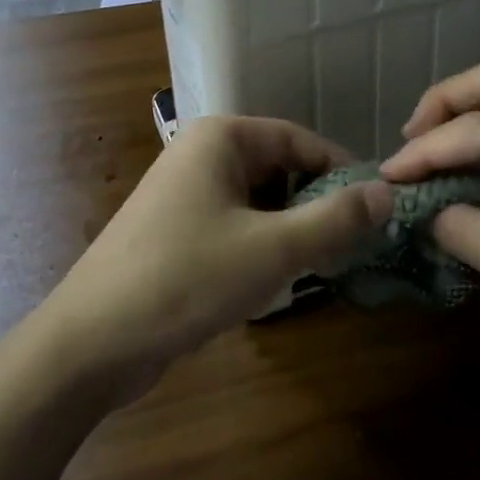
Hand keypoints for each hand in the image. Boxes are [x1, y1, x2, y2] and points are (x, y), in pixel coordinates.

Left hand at [38, 116, 391, 399]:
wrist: (91, 342)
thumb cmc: (186, 279)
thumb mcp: (273, 248)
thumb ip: (336, 219)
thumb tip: (389, 192)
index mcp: (221, 138)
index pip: (301, 140)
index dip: (342, 172)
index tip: (377, 210)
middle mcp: (200, 153)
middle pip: (280, 169)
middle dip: (315, 205)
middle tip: (349, 247)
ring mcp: (184, 193)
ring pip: (258, 201)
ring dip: (289, 230)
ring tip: (315, 267)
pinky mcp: (175, 231)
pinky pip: (234, 225)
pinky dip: (259, 246)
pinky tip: (269, 282)